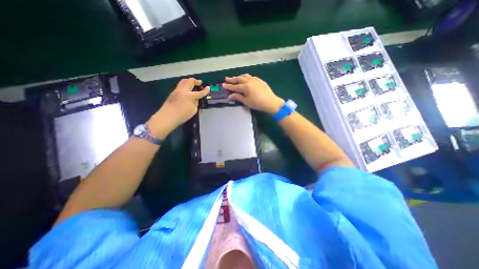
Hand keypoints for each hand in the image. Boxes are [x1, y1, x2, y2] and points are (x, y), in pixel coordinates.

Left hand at [147, 77, 208, 138]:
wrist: (167, 117)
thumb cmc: (182, 115)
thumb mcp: (193, 110)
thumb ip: (196, 102)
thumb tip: (196, 98)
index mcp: (190, 96)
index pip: (200, 92)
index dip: (205, 90)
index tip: (208, 88)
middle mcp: (183, 90)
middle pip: (190, 81)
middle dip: (196, 81)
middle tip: (200, 83)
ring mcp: (177, 90)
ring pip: (183, 81)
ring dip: (189, 81)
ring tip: (193, 84)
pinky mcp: (173, 93)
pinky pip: (180, 86)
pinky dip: (185, 85)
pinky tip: (186, 90)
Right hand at [221, 74, 283, 112]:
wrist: (271, 102)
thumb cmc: (258, 103)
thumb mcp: (247, 102)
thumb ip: (238, 97)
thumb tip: (230, 96)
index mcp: (245, 87)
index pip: (235, 86)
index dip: (228, 86)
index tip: (223, 85)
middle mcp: (249, 81)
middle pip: (239, 79)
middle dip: (232, 79)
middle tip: (226, 79)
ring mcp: (255, 80)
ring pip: (245, 76)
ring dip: (239, 77)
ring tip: (235, 78)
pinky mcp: (260, 80)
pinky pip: (251, 77)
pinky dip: (246, 77)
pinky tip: (246, 79)